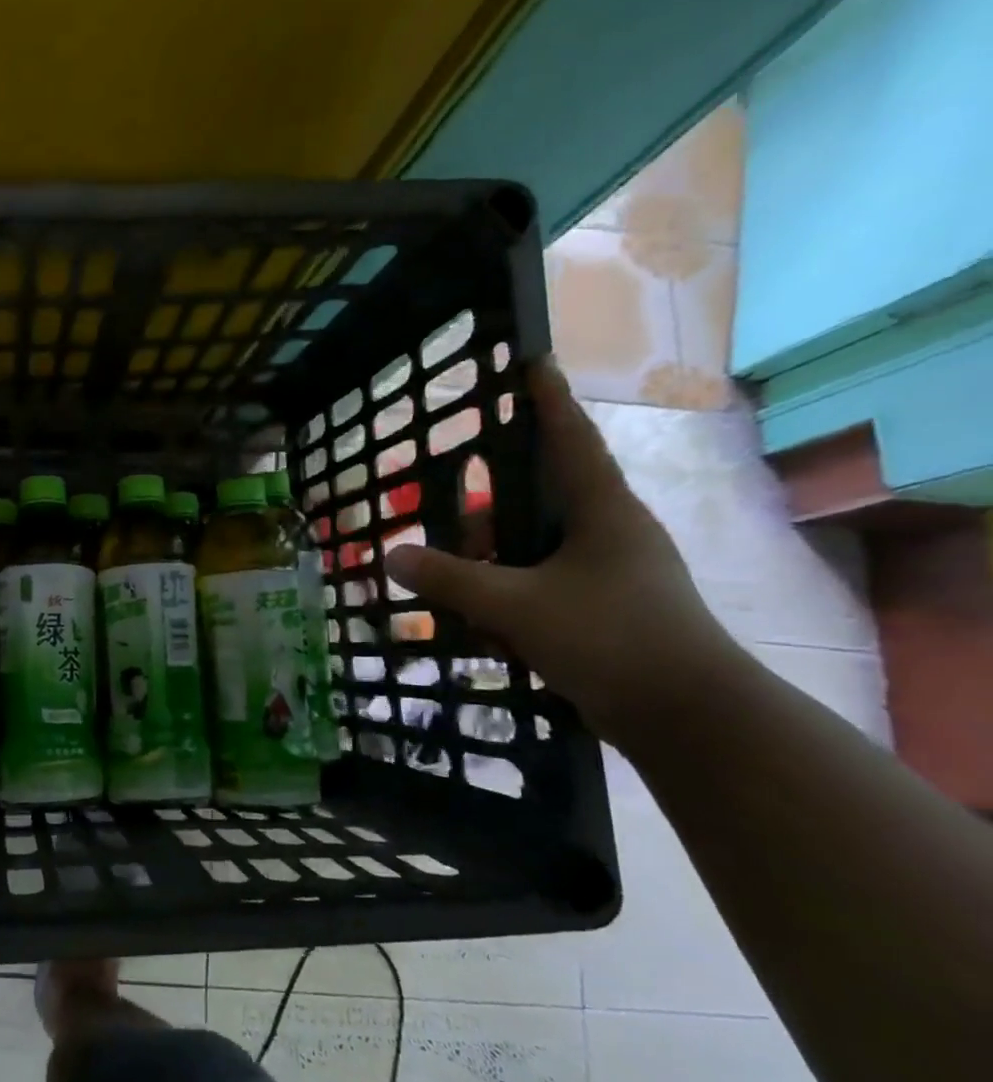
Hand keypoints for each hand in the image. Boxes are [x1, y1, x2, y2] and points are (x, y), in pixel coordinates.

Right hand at [388, 361, 741, 744]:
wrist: (689, 718)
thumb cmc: (610, 638)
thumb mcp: (516, 606)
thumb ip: (451, 579)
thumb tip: (393, 555)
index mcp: (602, 512)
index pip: (570, 440)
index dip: (548, 401)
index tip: (533, 363)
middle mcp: (610, 533)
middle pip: (541, 499)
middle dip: (489, 507)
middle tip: (445, 513)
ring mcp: (611, 574)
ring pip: (536, 549)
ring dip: (493, 561)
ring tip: (449, 582)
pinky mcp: (604, 612)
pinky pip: (542, 587)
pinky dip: (508, 596)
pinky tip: (478, 623)